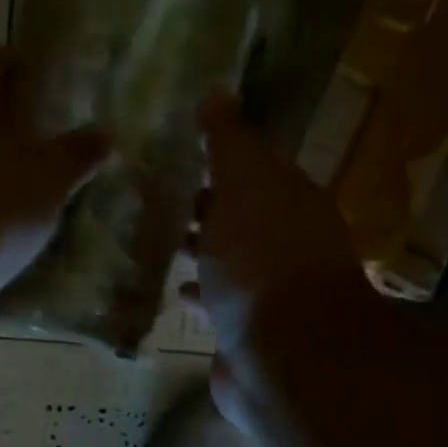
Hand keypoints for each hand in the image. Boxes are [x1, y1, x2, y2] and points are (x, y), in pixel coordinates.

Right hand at [187, 94, 365, 416]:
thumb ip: (229, 142)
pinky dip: (200, 295)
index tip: (179, 158)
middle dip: (206, 209)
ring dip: (201, 253)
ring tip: (157, 243)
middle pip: (241, 219)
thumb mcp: (244, 184)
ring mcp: (270, 294)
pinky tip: (174, 293)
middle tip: (157, 200)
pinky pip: (219, 305)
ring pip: (230, 263)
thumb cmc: (261, 258)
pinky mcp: (250, 334)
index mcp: (291, 202)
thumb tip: (217, 92)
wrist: (284, 354)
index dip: (220, 164)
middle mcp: (287, 245)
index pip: (254, 173)